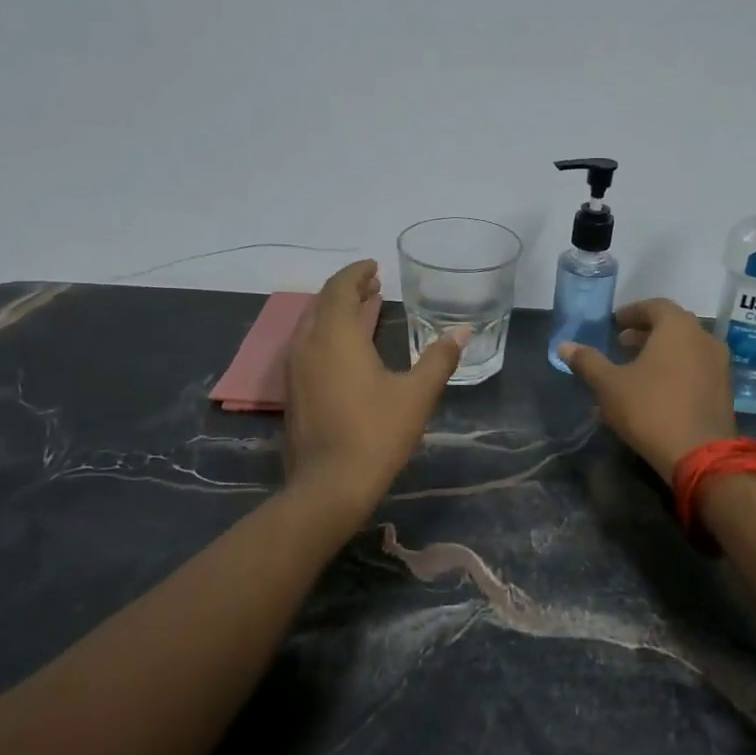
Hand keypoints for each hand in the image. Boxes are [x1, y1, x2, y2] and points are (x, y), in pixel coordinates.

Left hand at [285, 259, 464, 513]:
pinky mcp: (293, 393)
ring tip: (362, 311)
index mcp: (336, 337)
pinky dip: (327, 335)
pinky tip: (346, 351)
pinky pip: (307, 347)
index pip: (339, 289)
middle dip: (347, 290)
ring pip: (311, 326)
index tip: (375, 268)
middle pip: (322, 303)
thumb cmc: (376, 434)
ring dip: (335, 313)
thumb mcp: (417, 395)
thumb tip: (462, 331)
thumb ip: (439, 359)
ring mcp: (295, 370)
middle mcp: (308, 345)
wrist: (329, 486)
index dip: (356, 273)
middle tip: (373, 286)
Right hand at [558, 298, 737, 481]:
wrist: (698, 454)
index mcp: (678, 328)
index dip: (632, 312)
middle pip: (672, 327)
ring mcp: (718, 366)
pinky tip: (650, 396)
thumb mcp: (609, 385)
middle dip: (644, 334)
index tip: (614, 323)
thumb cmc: (650, 409)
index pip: (655, 306)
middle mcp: (704, 340)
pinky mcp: (723, 392)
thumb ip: (588, 362)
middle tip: (621, 344)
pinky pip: (693, 372)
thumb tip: (564, 346)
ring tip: (632, 372)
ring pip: (683, 352)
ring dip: (658, 356)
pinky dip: (672, 374)